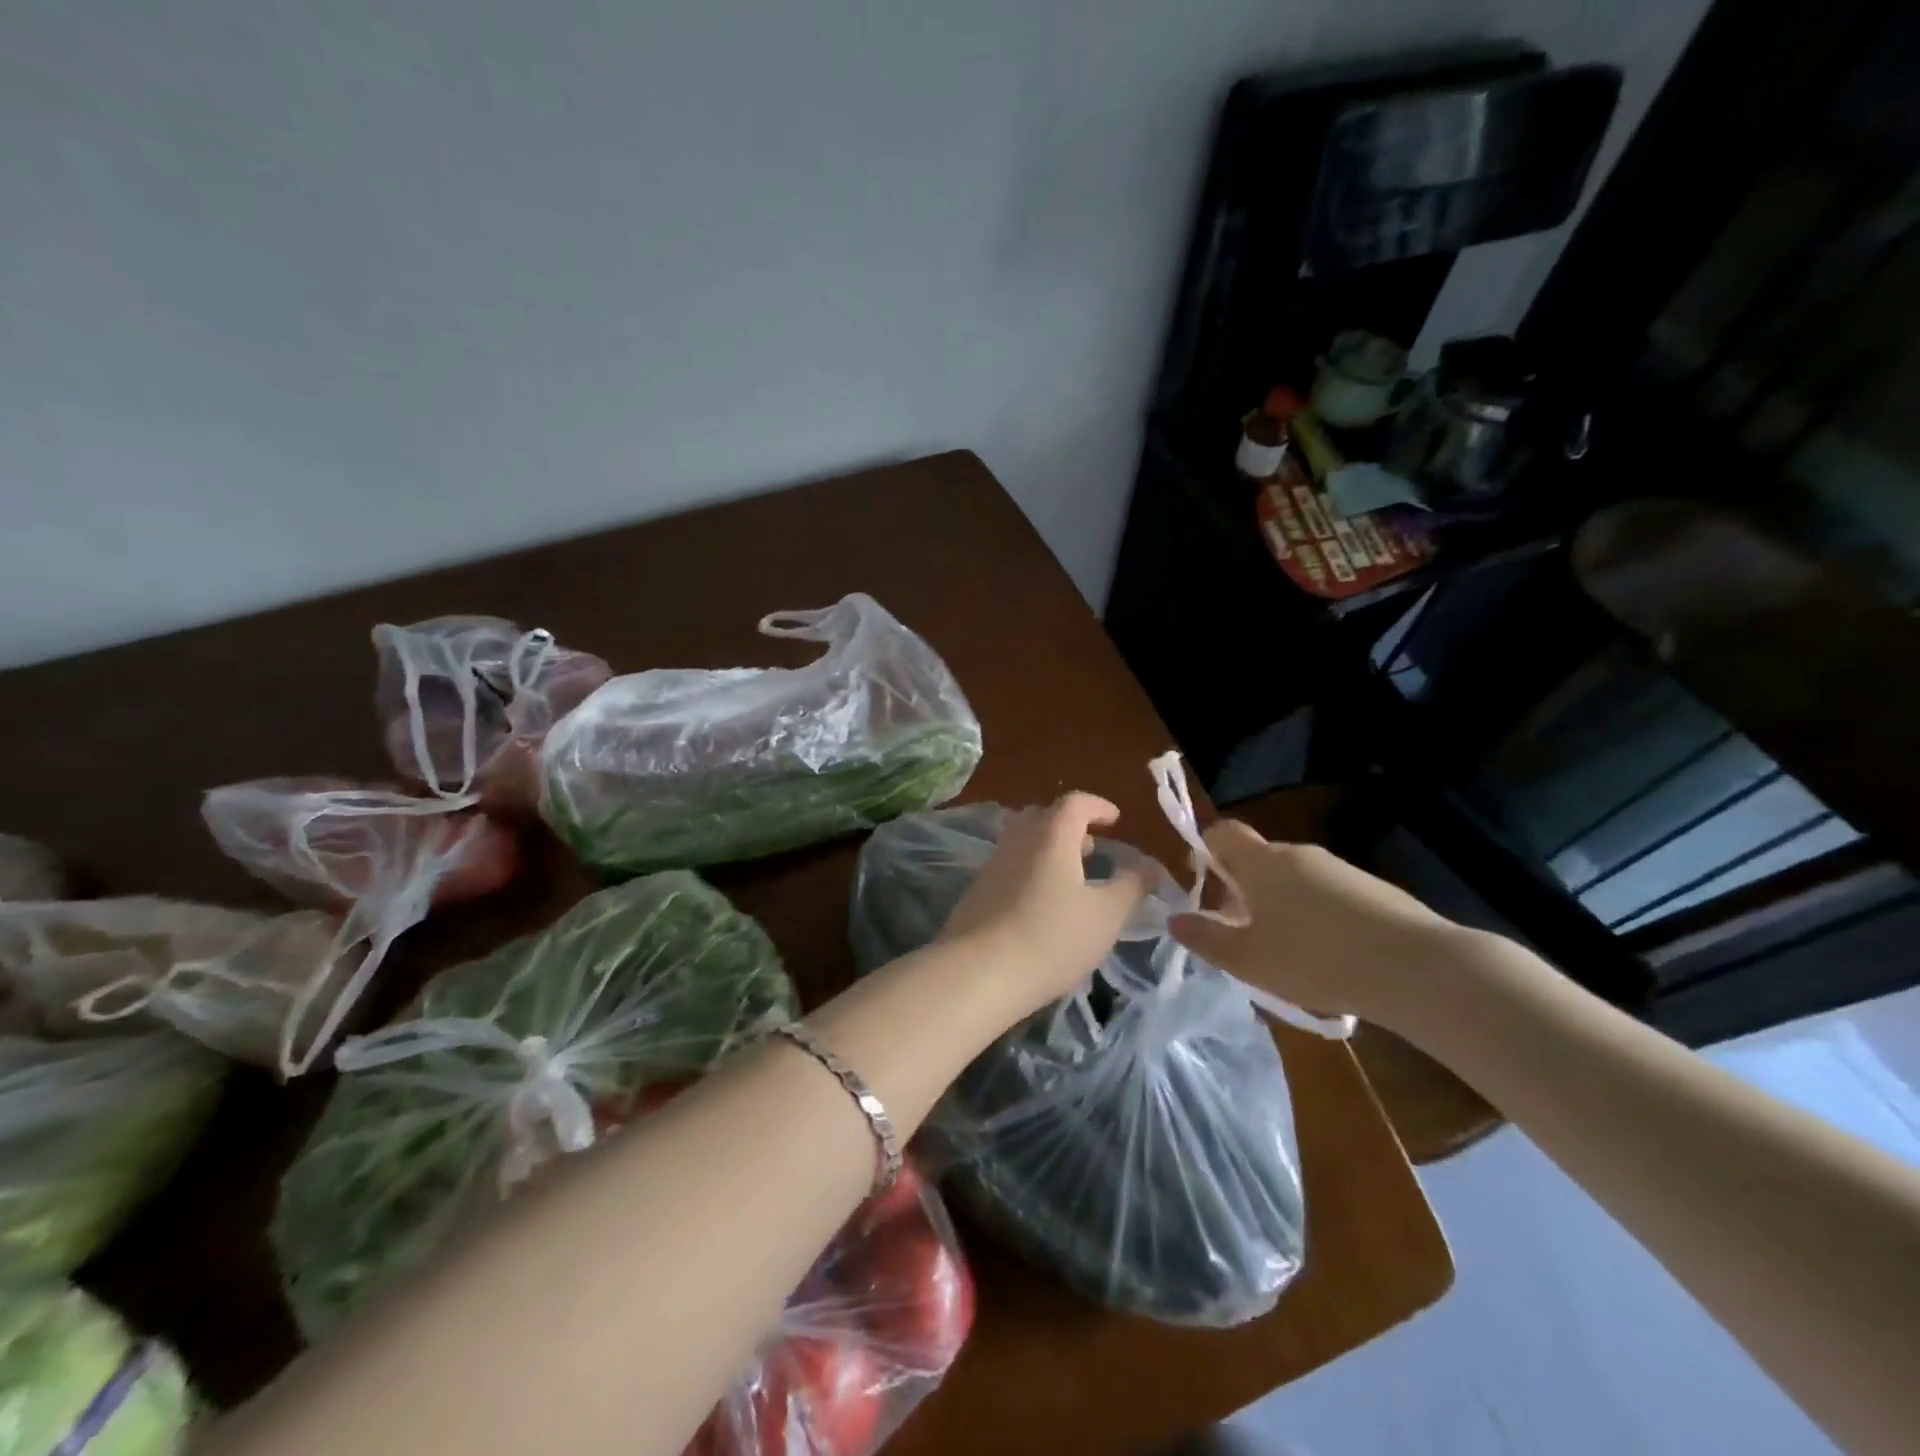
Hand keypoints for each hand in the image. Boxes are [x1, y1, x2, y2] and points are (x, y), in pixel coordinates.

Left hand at [938, 793, 1153, 1019]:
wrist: (979, 972)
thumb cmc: (1052, 938)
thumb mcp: (1106, 916)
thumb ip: (1132, 886)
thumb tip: (1151, 865)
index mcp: (1051, 835)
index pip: (1075, 802)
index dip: (1098, 806)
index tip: (1115, 819)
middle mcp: (1018, 839)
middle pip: (1044, 816)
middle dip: (1071, 825)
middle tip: (1092, 848)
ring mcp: (993, 863)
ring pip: (1024, 840)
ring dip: (1049, 848)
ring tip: (1072, 877)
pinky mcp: (978, 890)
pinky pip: (1010, 864)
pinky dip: (1031, 868)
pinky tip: (1042, 902)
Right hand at [1169, 821, 1476, 1032]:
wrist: (1417, 968)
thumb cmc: (1315, 959)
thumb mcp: (1249, 960)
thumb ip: (1207, 939)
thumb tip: (1175, 920)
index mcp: (1261, 862)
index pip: (1221, 832)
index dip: (1204, 851)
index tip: (1203, 888)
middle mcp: (1298, 854)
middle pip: (1258, 859)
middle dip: (1243, 890)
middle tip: (1242, 934)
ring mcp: (1339, 869)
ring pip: (1294, 879)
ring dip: (1280, 906)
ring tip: (1286, 955)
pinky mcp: (1373, 890)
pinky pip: (1328, 895)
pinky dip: (1317, 917)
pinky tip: (1329, 959)